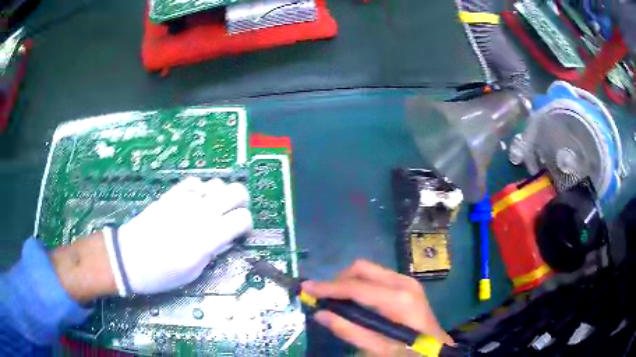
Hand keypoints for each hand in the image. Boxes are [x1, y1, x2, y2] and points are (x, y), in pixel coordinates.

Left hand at [104, 177, 251, 295]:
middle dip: (241, 202)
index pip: (242, 218)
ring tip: (213, 210)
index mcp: (206, 238)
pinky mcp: (171, 195)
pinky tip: (195, 202)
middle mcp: (199, 214)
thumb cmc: (161, 274)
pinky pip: (194, 182)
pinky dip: (201, 189)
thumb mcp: (193, 273)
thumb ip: (213, 252)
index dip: (247, 226)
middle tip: (234, 216)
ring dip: (221, 196)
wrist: (128, 258)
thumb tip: (227, 239)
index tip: (241, 235)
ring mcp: (184, 201)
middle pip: (236, 191)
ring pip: (217, 183)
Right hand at [301, 260, 453, 355]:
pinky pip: (375, 276)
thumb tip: (320, 313)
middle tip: (322, 297)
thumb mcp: (379, 349)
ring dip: (347, 281)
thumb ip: (350, 331)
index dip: (328, 287)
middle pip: (361, 268)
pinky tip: (353, 299)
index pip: (356, 286)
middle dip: (337, 280)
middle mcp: (402, 282)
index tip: (306, 288)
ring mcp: (406, 280)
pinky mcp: (406, 284)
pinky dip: (359, 284)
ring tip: (335, 300)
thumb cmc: (410, 351)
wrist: (437, 349)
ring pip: (367, 270)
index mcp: (398, 299)